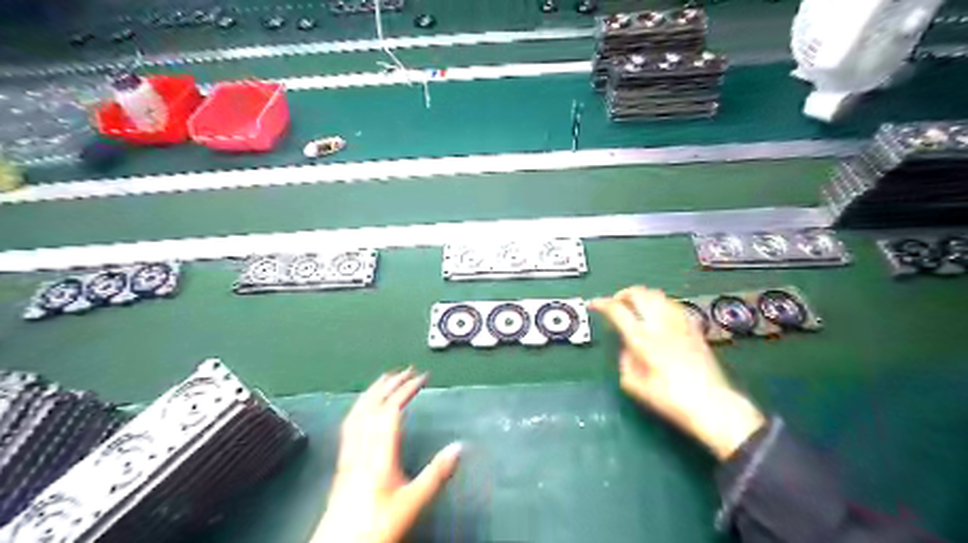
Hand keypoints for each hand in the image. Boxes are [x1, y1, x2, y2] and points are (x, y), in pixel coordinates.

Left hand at [310, 368, 460, 542]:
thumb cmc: (377, 526)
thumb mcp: (413, 501)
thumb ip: (436, 473)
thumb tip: (459, 446)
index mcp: (379, 454)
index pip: (391, 410)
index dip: (406, 389)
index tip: (423, 377)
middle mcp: (361, 448)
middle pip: (372, 406)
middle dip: (390, 384)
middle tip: (406, 370)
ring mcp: (348, 454)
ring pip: (358, 413)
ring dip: (373, 391)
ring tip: (385, 378)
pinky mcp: (342, 462)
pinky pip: (350, 425)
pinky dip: (360, 408)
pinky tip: (363, 408)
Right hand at [589, 287, 764, 460]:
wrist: (712, 405)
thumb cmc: (669, 400)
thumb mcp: (634, 385)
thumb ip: (625, 362)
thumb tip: (627, 348)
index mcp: (642, 339)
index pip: (617, 310)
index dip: (602, 304)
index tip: (594, 304)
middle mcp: (660, 324)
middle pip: (638, 294)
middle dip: (622, 294)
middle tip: (615, 303)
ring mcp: (679, 323)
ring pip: (657, 294)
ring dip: (641, 295)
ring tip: (634, 305)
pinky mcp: (694, 327)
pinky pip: (673, 304)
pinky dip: (660, 302)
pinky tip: (658, 312)